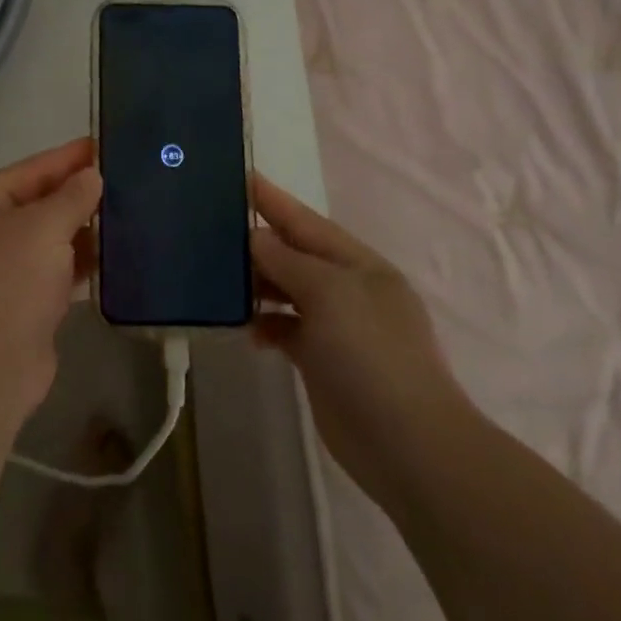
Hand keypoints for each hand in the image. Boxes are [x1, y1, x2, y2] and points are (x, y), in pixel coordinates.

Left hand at [0, 139, 100, 417]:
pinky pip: (55, 272)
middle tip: (121, 180)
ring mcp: (2, 272)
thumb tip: (91, 177)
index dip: (65, 158)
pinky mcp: (22, 305)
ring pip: (48, 240)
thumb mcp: (44, 226)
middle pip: (37, 204)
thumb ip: (72, 197)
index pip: (27, 170)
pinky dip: (79, 263)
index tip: (100, 145)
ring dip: (81, 230)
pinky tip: (112, 257)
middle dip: (76, 194)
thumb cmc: (10, 280)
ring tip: (125, 213)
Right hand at [250, 174, 470, 510]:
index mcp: (359, 264)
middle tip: (212, 228)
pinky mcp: (322, 360)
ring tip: (219, 279)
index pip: (306, 221)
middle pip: (295, 254)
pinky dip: (265, 324)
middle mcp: (348, 289)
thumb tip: (255, 238)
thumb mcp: (329, 294)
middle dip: (259, 241)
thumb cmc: (371, 355)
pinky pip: (285, 328)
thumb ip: (287, 261)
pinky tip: (246, 329)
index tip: (239, 176)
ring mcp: (337, 326)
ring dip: (258, 284)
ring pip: (287, 291)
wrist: (408, 445)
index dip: (273, 200)